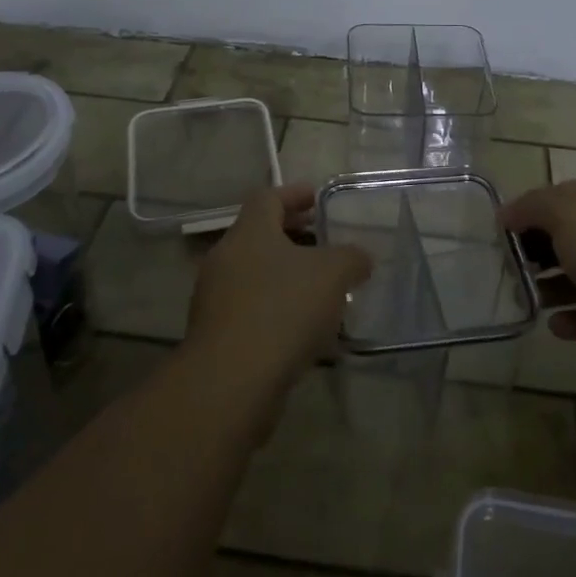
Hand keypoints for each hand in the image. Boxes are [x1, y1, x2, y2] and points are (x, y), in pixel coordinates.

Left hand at [185, 184, 372, 400]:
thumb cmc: (282, 310)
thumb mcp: (333, 274)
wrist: (231, 382)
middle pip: (260, 236)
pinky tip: (304, 331)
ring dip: (286, 277)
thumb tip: (360, 258)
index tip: (317, 198)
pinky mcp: (215, 335)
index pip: (268, 197)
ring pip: (256, 275)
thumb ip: (351, 258)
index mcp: (249, 232)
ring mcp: (215, 298)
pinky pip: (251, 310)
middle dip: (294, 237)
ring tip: (322, 292)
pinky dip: (277, 310)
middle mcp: (226, 258)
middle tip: (324, 243)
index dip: (294, 194)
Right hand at [501, 177, 575, 377]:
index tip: (502, 232)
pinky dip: (574, 319)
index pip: (564, 196)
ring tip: (526, 298)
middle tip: (512, 267)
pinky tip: (554, 325)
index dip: (531, 211)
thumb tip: (507, 213)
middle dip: (541, 250)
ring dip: (554, 287)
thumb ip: (532, 207)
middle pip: (574, 236)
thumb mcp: (564, 212)